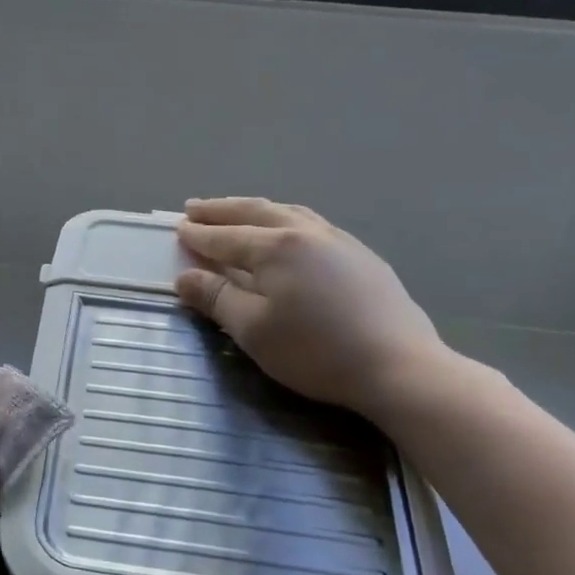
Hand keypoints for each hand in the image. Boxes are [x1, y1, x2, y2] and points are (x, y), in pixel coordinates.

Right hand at [175, 197, 450, 420]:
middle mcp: (306, 232)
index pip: (226, 237)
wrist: (397, 366)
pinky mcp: (361, 256)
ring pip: (289, 212)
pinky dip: (285, 220)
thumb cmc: (314, 351)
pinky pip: (312, 224)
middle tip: (195, 207)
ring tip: (237, 212)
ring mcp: (339, 241)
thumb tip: (185, 277)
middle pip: (256, 212)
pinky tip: (287, 232)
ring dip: (256, 210)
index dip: (199, 235)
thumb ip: (216, 299)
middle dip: (222, 210)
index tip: (177, 228)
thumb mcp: (253, 331)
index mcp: (276, 248)